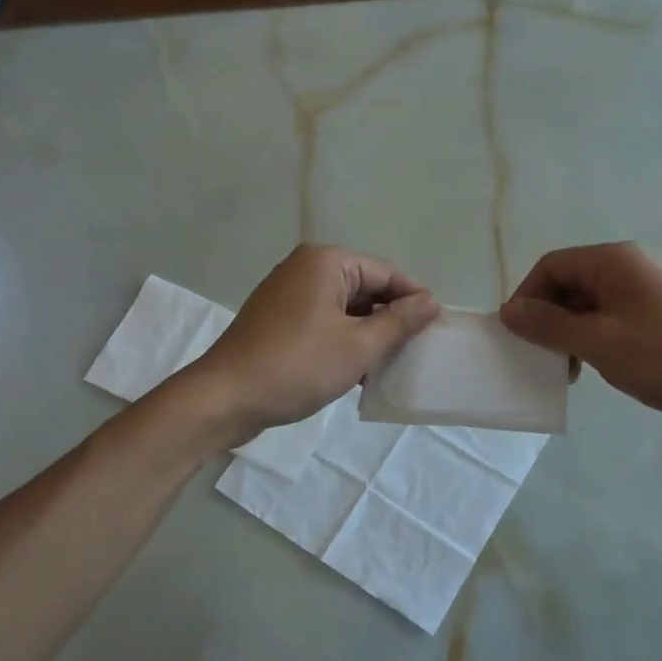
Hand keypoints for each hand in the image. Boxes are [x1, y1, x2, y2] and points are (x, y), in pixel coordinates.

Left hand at [186, 244, 439, 436]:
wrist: (225, 398)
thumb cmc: (297, 366)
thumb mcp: (358, 346)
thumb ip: (399, 322)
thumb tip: (432, 301)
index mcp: (326, 262)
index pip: (386, 273)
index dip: (414, 299)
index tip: (437, 328)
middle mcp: (305, 268)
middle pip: (364, 288)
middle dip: (390, 318)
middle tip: (415, 350)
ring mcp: (287, 293)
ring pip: (344, 308)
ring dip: (367, 333)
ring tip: (390, 364)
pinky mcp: (276, 319)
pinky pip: (322, 321)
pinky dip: (342, 340)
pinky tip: (358, 371)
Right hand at [499, 242, 661, 423]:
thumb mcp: (598, 342)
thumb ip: (549, 326)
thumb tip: (508, 311)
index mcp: (612, 261)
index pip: (551, 266)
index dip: (527, 297)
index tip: (517, 335)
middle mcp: (626, 267)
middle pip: (568, 283)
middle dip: (548, 318)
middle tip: (543, 356)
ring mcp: (642, 291)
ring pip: (586, 304)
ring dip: (568, 333)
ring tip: (569, 368)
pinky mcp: (654, 315)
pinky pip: (607, 318)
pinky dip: (591, 339)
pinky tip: (594, 366)